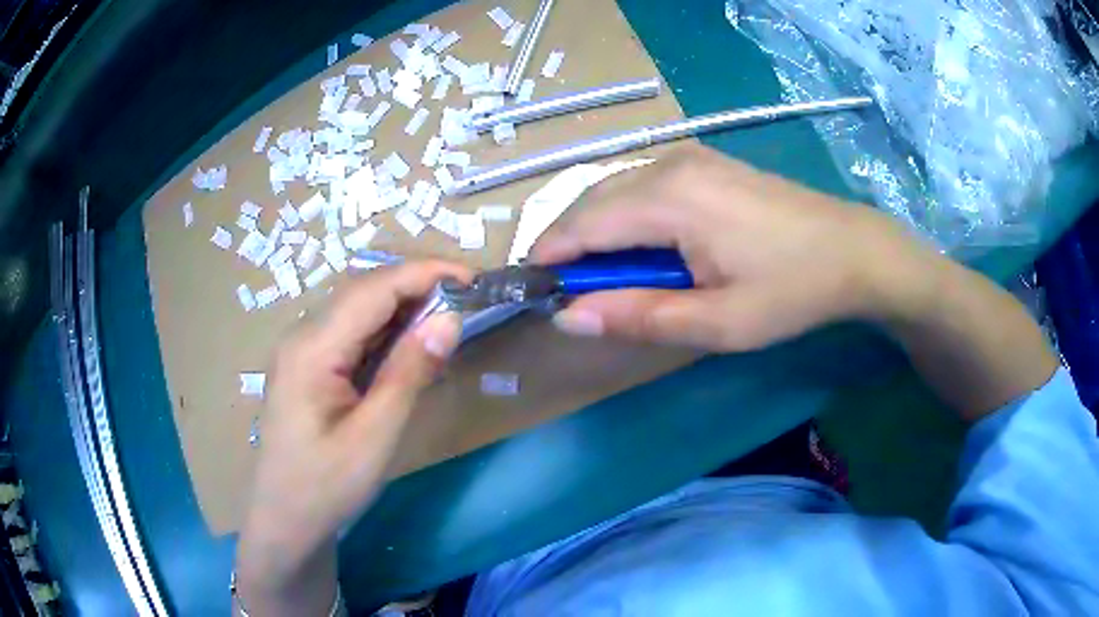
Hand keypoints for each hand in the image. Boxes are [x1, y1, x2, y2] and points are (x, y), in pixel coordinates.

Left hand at [235, 261, 469, 613]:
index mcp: (313, 348)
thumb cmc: (327, 485)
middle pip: (363, 292)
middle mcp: (302, 335)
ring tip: (446, 318)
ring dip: (403, 307)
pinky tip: (409, 345)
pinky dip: (386, 331)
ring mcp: (302, 350)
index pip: (373, 288)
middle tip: (466, 299)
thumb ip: (410, 373)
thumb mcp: (375, 435)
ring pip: (357, 310)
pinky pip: (350, 334)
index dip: (424, 273)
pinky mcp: (308, 366)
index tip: (473, 278)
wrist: (285, 520)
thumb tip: (450, 318)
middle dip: (416, 286)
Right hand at [531, 144, 937, 351]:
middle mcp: (669, 164)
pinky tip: (645, 246)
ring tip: (609, 276)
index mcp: (668, 199)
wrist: (852, 250)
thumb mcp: (717, 322)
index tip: (533, 291)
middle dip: (571, 245)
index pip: (581, 224)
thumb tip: (567, 317)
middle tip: (574, 293)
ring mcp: (688, 156)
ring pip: (615, 189)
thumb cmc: (791, 291)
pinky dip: (627, 215)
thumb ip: (638, 316)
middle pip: (592, 200)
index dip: (550, 257)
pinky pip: (643, 183)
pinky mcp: (704, 161)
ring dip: (598, 230)